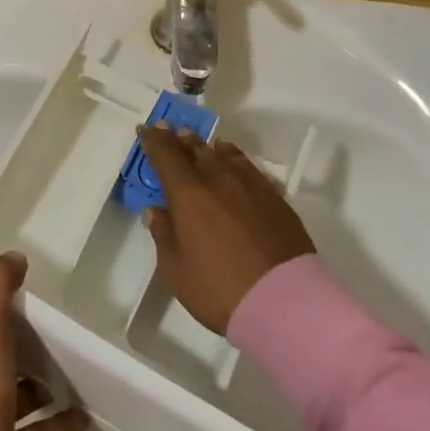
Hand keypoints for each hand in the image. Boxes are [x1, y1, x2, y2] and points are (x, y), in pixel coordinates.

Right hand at [137, 123, 317, 334]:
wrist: (284, 301)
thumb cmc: (219, 289)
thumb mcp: (176, 270)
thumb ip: (164, 235)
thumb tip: (156, 211)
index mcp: (187, 194)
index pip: (165, 156)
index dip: (153, 141)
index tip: (145, 130)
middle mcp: (217, 179)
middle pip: (193, 149)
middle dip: (177, 139)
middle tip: (167, 129)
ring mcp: (249, 185)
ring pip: (221, 154)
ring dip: (203, 145)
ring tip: (195, 141)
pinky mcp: (273, 196)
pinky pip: (246, 165)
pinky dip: (231, 156)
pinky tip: (229, 157)